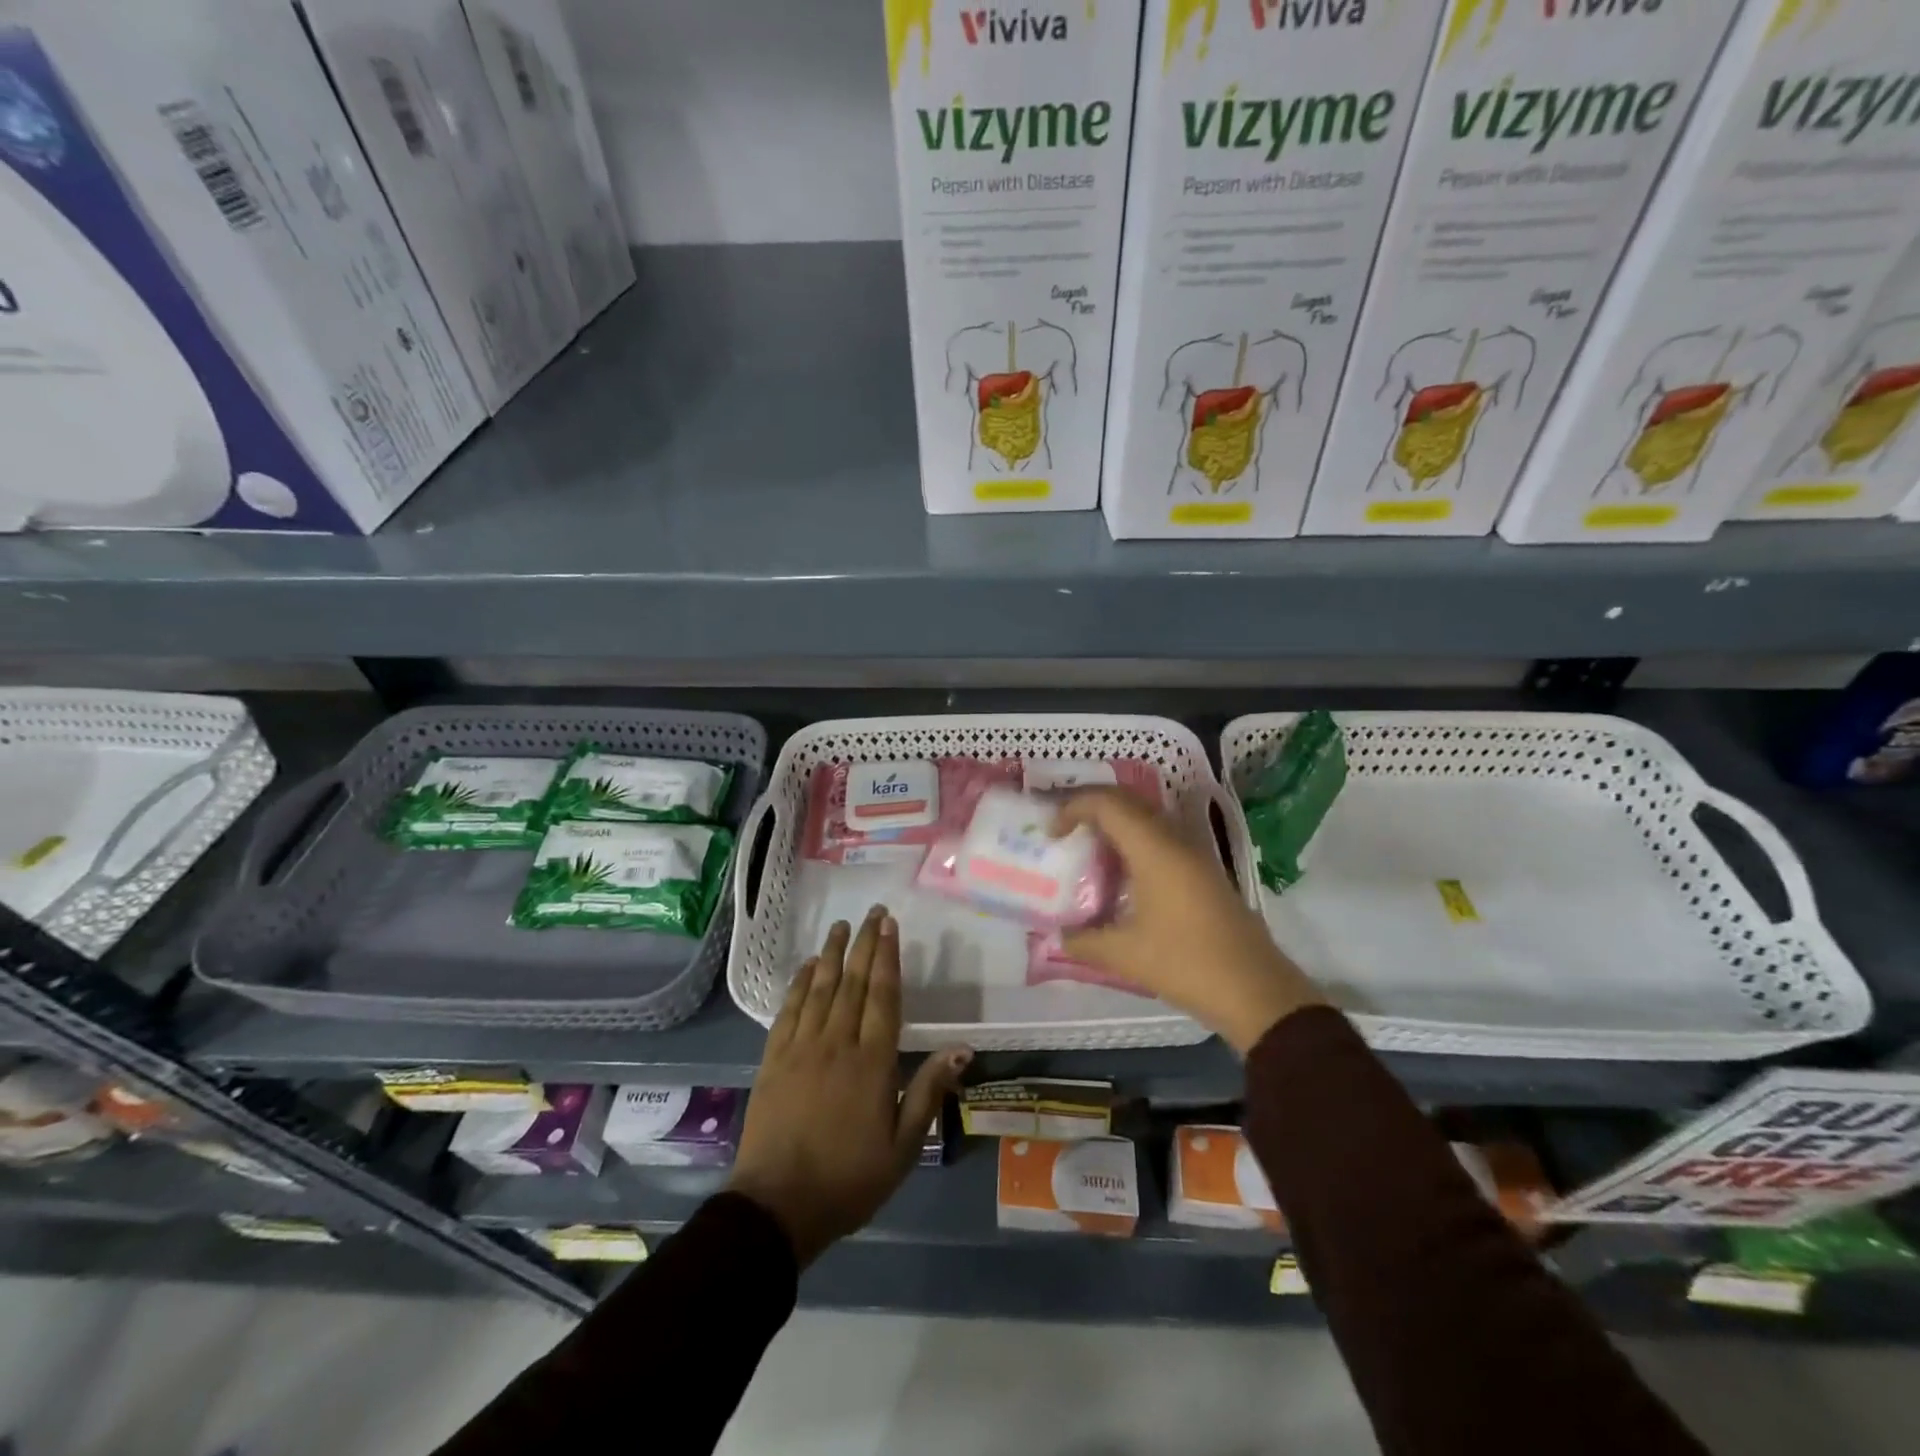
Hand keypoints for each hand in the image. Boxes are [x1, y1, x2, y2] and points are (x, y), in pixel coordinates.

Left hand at [728, 906, 971, 1266]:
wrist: (776, 1207)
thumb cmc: (848, 1180)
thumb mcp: (903, 1147)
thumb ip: (928, 1091)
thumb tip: (962, 1048)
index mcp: (872, 1062)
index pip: (883, 996)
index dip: (887, 957)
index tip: (890, 926)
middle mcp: (837, 1043)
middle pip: (852, 982)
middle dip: (864, 943)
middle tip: (872, 913)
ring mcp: (801, 1048)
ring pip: (820, 989)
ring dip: (831, 954)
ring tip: (840, 926)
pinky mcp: (773, 1059)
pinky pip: (788, 1010)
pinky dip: (799, 984)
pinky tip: (807, 967)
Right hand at [1058, 789, 1324, 1052]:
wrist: (1256, 991)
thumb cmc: (1187, 964)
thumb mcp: (1125, 956)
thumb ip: (1083, 941)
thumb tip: (1056, 936)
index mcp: (1155, 850)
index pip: (1109, 804)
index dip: (1074, 806)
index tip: (1051, 831)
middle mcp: (1176, 840)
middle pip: (1128, 801)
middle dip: (1091, 806)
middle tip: (1063, 828)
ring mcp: (1194, 853)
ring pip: (1147, 817)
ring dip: (1114, 821)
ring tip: (1086, 845)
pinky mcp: (1204, 871)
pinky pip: (1160, 836)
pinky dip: (1133, 839)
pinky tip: (1120, 871)